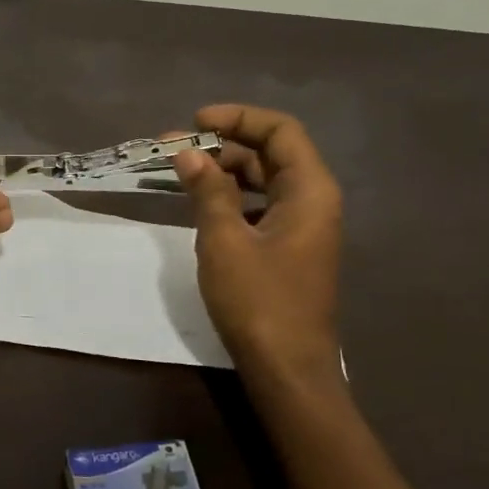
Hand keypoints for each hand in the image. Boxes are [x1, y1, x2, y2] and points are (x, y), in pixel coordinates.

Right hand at [173, 105, 343, 389]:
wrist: (288, 370)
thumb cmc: (259, 302)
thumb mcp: (225, 241)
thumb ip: (208, 191)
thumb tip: (188, 153)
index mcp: (310, 190)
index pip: (280, 130)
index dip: (238, 118)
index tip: (195, 122)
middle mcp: (313, 200)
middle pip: (271, 153)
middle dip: (223, 145)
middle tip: (175, 151)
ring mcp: (303, 226)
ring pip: (265, 180)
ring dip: (225, 171)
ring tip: (181, 174)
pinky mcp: (290, 248)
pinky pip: (262, 206)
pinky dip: (233, 197)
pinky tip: (202, 205)